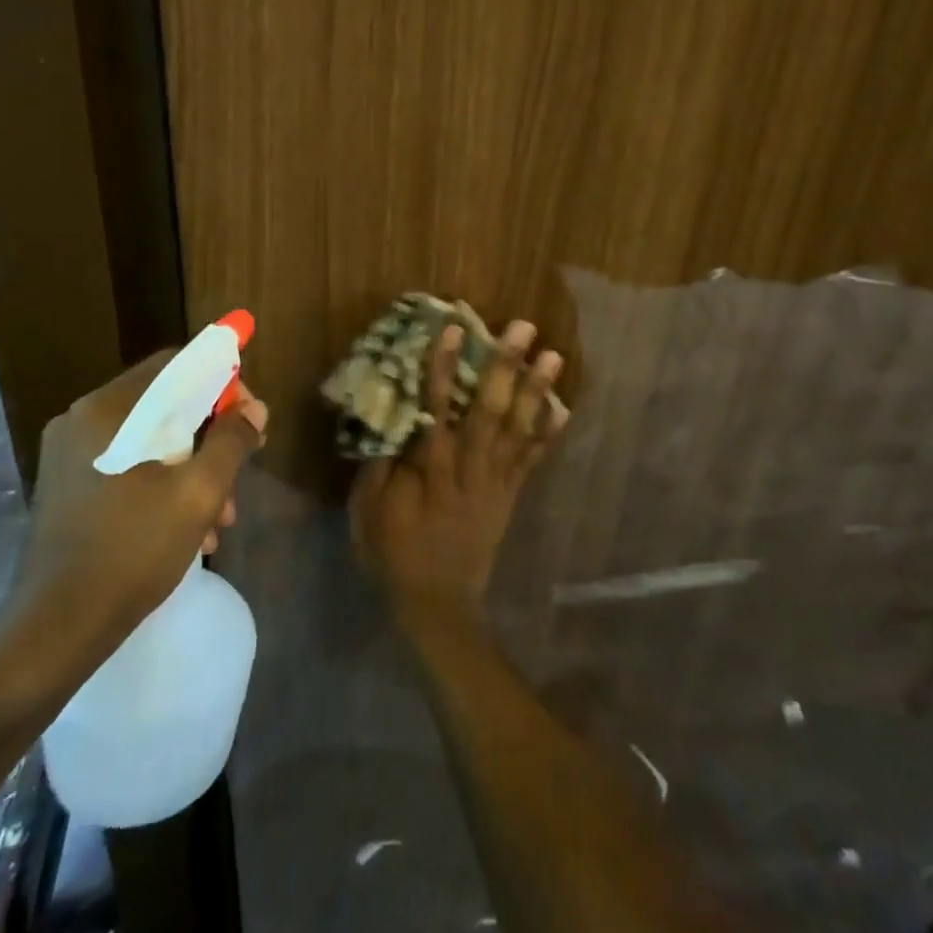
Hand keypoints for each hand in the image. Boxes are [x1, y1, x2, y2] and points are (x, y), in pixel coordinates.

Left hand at [15, 349, 267, 670]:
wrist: (53, 632)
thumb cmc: (130, 552)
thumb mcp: (198, 494)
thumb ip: (231, 441)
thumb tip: (254, 410)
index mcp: (108, 410)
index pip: (177, 364)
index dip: (223, 381)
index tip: (250, 418)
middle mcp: (83, 420)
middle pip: (166, 402)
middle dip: (212, 433)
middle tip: (242, 467)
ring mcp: (70, 455)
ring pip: (151, 438)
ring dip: (193, 465)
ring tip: (221, 516)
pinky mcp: (68, 486)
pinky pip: (129, 464)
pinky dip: (164, 482)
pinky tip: (190, 528)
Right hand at [350, 319, 569, 615]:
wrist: (437, 604)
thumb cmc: (394, 553)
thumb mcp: (369, 510)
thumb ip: (380, 463)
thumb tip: (391, 416)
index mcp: (430, 470)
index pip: (437, 407)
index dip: (443, 367)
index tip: (452, 329)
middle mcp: (468, 468)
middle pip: (488, 410)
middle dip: (505, 366)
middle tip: (522, 328)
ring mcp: (495, 482)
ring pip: (516, 429)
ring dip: (535, 390)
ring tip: (553, 355)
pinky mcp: (509, 495)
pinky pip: (531, 461)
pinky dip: (547, 434)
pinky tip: (563, 408)